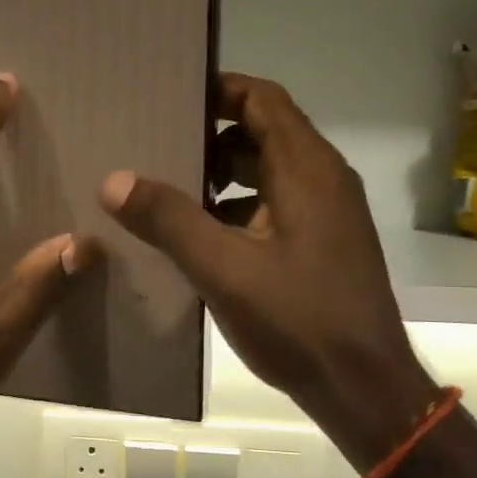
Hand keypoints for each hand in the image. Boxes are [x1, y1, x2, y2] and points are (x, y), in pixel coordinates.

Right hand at [100, 72, 436, 471]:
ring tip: (161, 188)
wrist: (362, 388)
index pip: (262, 99)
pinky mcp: (319, 245)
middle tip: (151, 143)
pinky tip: (194, 236)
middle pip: (261, 133)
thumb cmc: (298, 319)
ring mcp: (324, 215)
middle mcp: (321, 180)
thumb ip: (168, 219)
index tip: (167, 95)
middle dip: (206, 135)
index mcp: (306, 169)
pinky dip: (233, 208)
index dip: (217, 89)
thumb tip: (113, 179)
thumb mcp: (223, 268)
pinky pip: (271, 206)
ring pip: (264, 173)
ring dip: (217, 175)